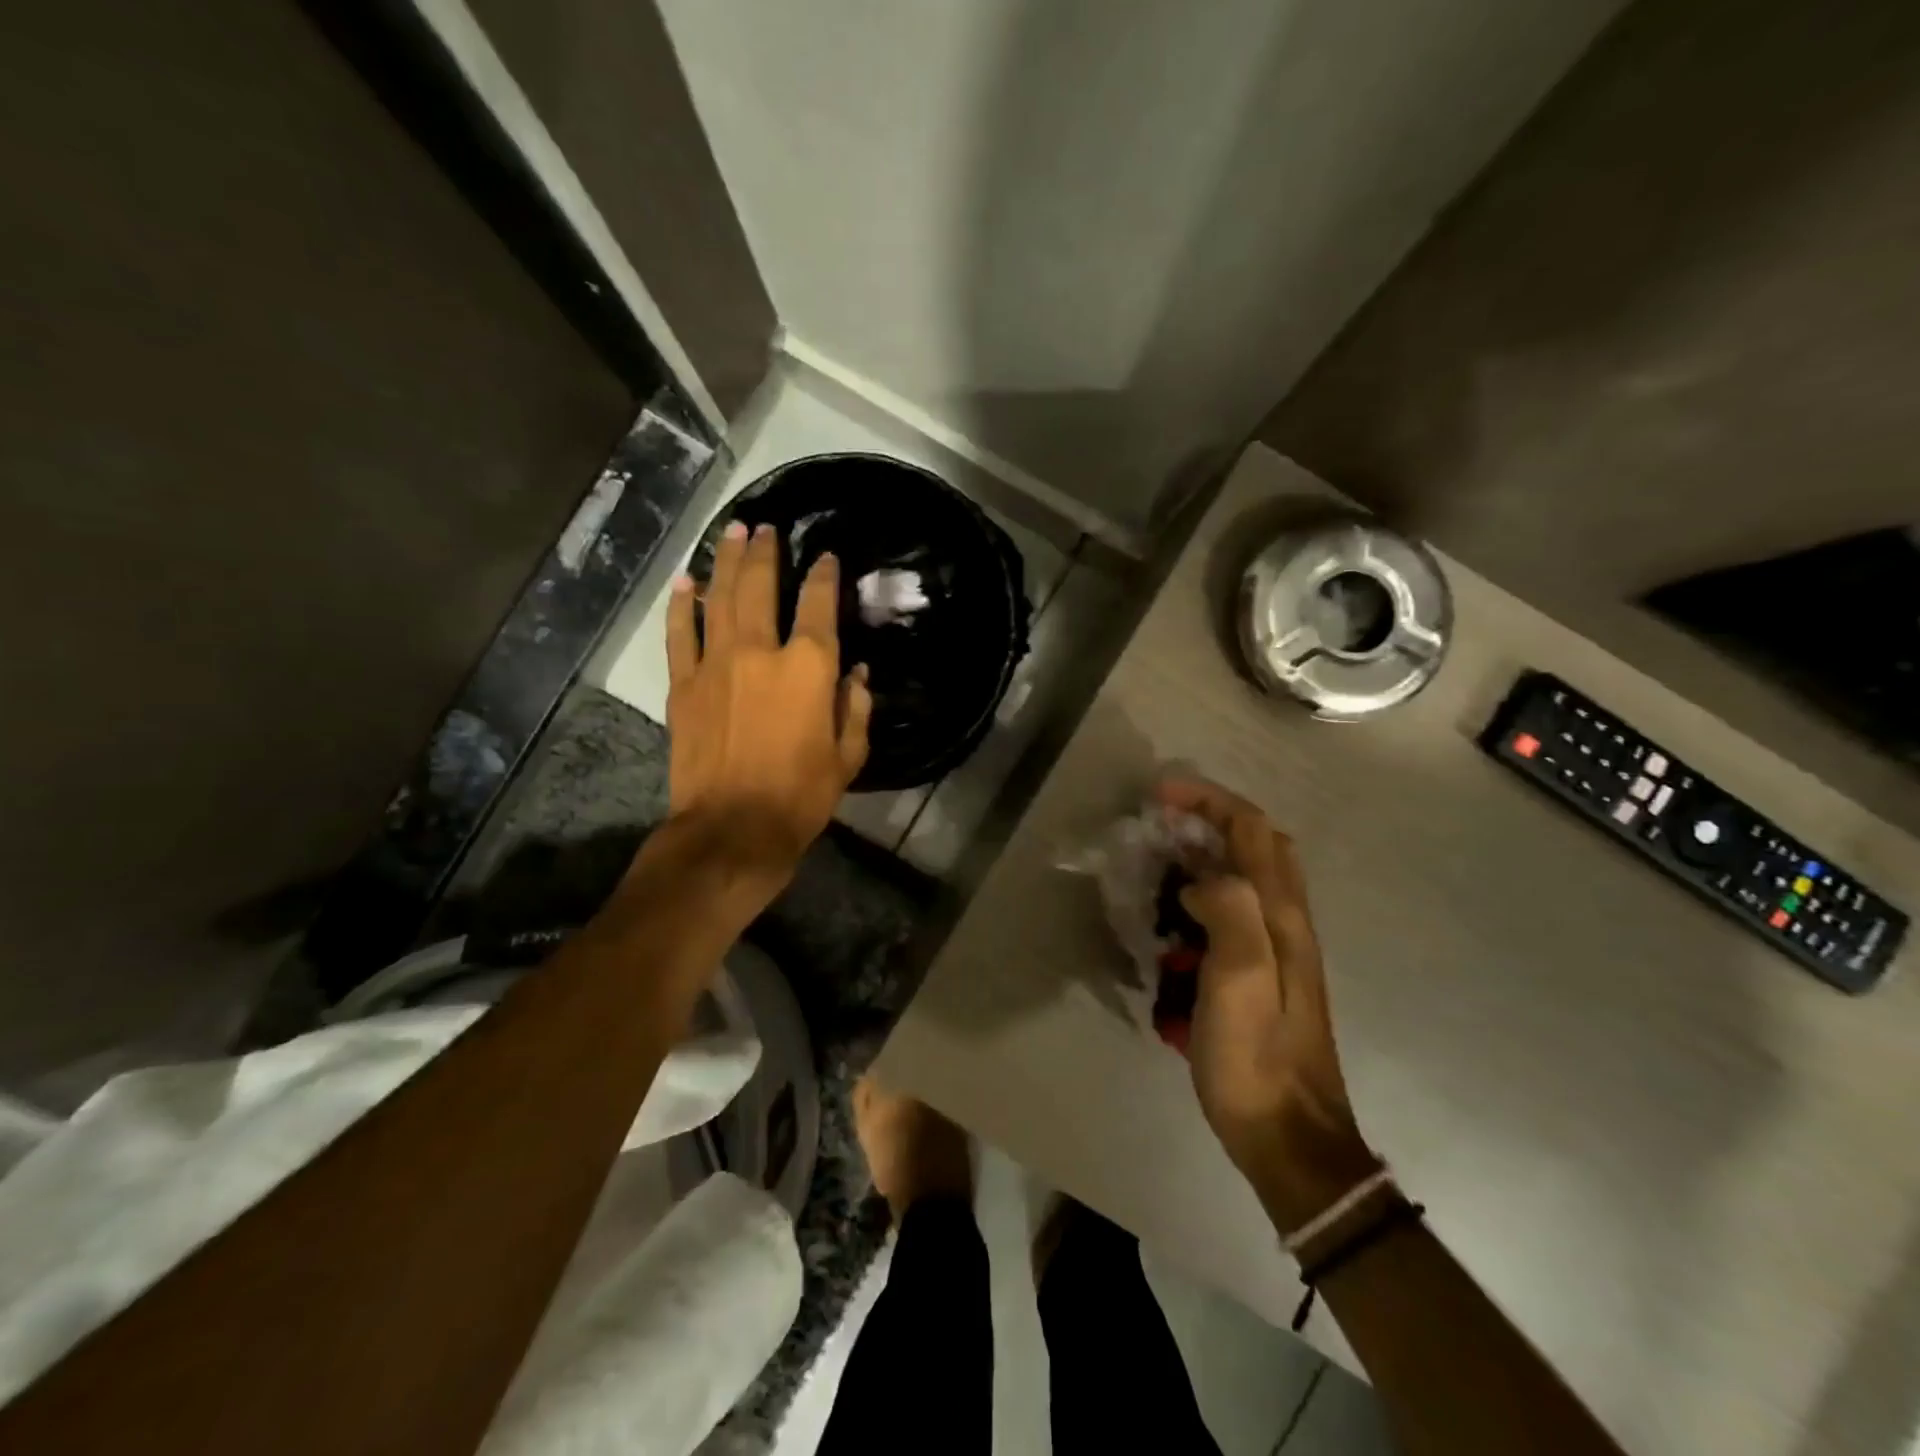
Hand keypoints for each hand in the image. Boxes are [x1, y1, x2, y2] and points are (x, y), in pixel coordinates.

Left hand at [665, 521, 870, 874]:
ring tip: (730, 532)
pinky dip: (681, 606)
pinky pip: (680, 634)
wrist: (732, 829)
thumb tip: (857, 674)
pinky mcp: (683, 685)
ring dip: (725, 562)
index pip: (818, 605)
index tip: (826, 557)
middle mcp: (760, 651)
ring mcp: (715, 664)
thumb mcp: (848, 757)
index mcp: (808, 668)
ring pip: (718, 598)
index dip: (824, 575)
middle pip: (760, 586)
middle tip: (764, 526)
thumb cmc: (801, 796)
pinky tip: (683, 582)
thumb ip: (855, 708)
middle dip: (765, 551)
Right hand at [1157, 777, 1378, 1230]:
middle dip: (1211, 819)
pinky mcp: (1263, 973)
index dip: (1208, 801)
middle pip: (1258, 844)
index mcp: (1281, 916)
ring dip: (1208, 854)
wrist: (1287, 1136)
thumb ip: (1230, 913)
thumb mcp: (1239, 982)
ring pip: (1249, 876)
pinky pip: (1235, 911)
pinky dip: (1205, 894)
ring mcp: (1279, 948)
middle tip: (1162, 823)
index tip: (1160, 796)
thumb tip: (1203, 879)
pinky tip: (1176, 917)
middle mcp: (1287, 921)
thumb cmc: (1255, 1059)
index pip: (1252, 830)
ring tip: (1162, 861)